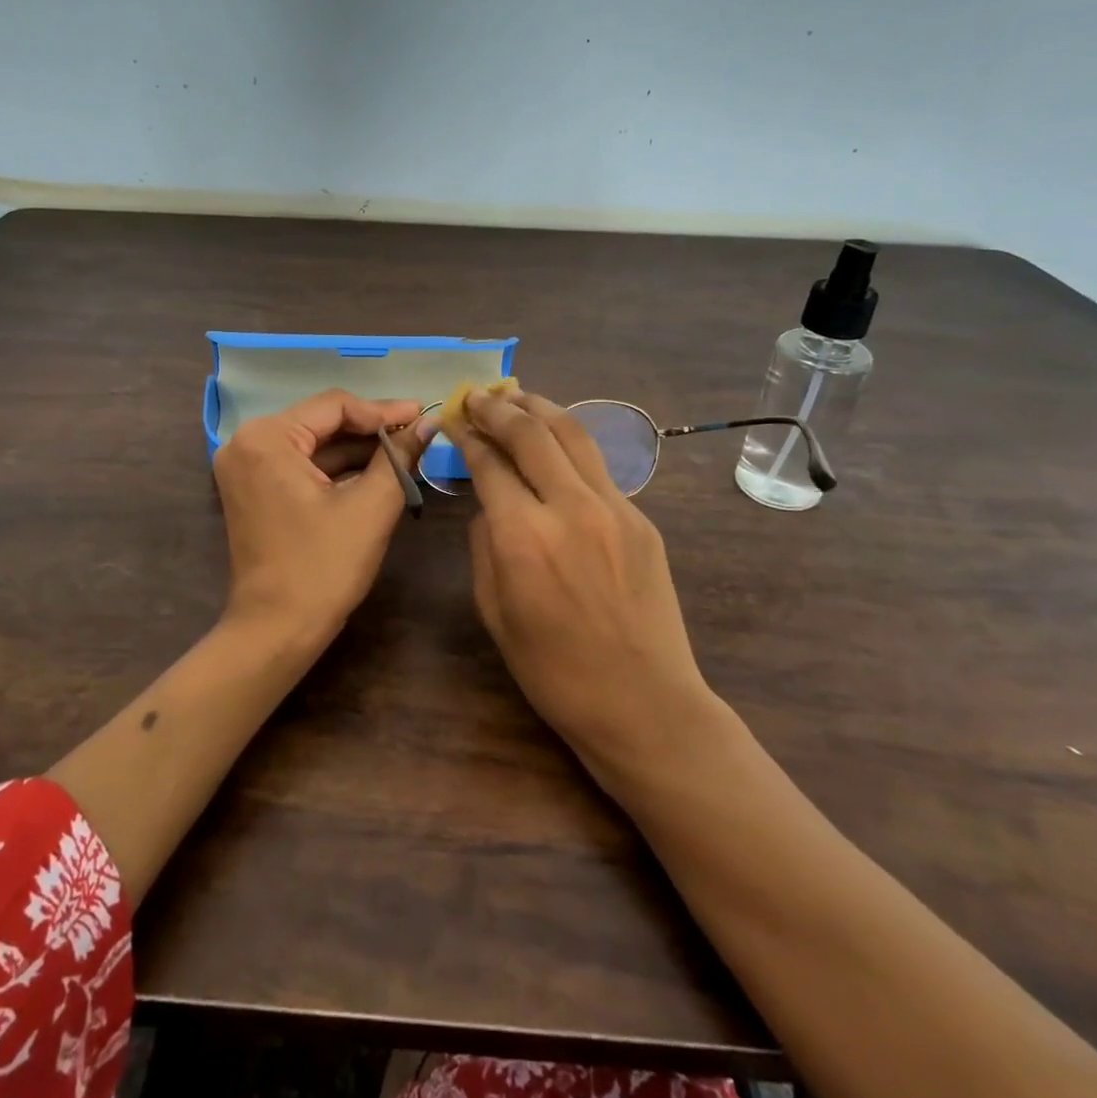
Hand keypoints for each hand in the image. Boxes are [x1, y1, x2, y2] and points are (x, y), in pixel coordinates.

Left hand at [213, 389, 427, 642]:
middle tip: (418, 432)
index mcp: (267, 438)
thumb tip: (429, 423)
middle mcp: (247, 442)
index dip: (383, 411)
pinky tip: (375, 470)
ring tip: (405, 451)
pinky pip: (300, 464)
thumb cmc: (323, 567)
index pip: (334, 405)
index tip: (422, 416)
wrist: (276, 631)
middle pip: (321, 421)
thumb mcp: (370, 507)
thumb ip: (400, 457)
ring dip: (357, 449)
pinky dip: (336, 468)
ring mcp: (246, 466)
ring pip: (313, 443)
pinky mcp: (253, 489)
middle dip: (371, 429)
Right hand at [451, 387, 713, 786]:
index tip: (453, 418)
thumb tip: (492, 504)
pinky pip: (598, 468)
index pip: (489, 463)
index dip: (467, 435)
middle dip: (499, 408)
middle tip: (479, 396)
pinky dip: (569, 444)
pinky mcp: (640, 519)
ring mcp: (613, 509)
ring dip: (540, 408)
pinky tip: (556, 442)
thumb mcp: (494, 611)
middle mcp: (569, 508)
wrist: (643, 701)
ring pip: (573, 435)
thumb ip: (485, 545)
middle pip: (531, 434)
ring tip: (517, 396)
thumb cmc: (553, 670)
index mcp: (522, 537)